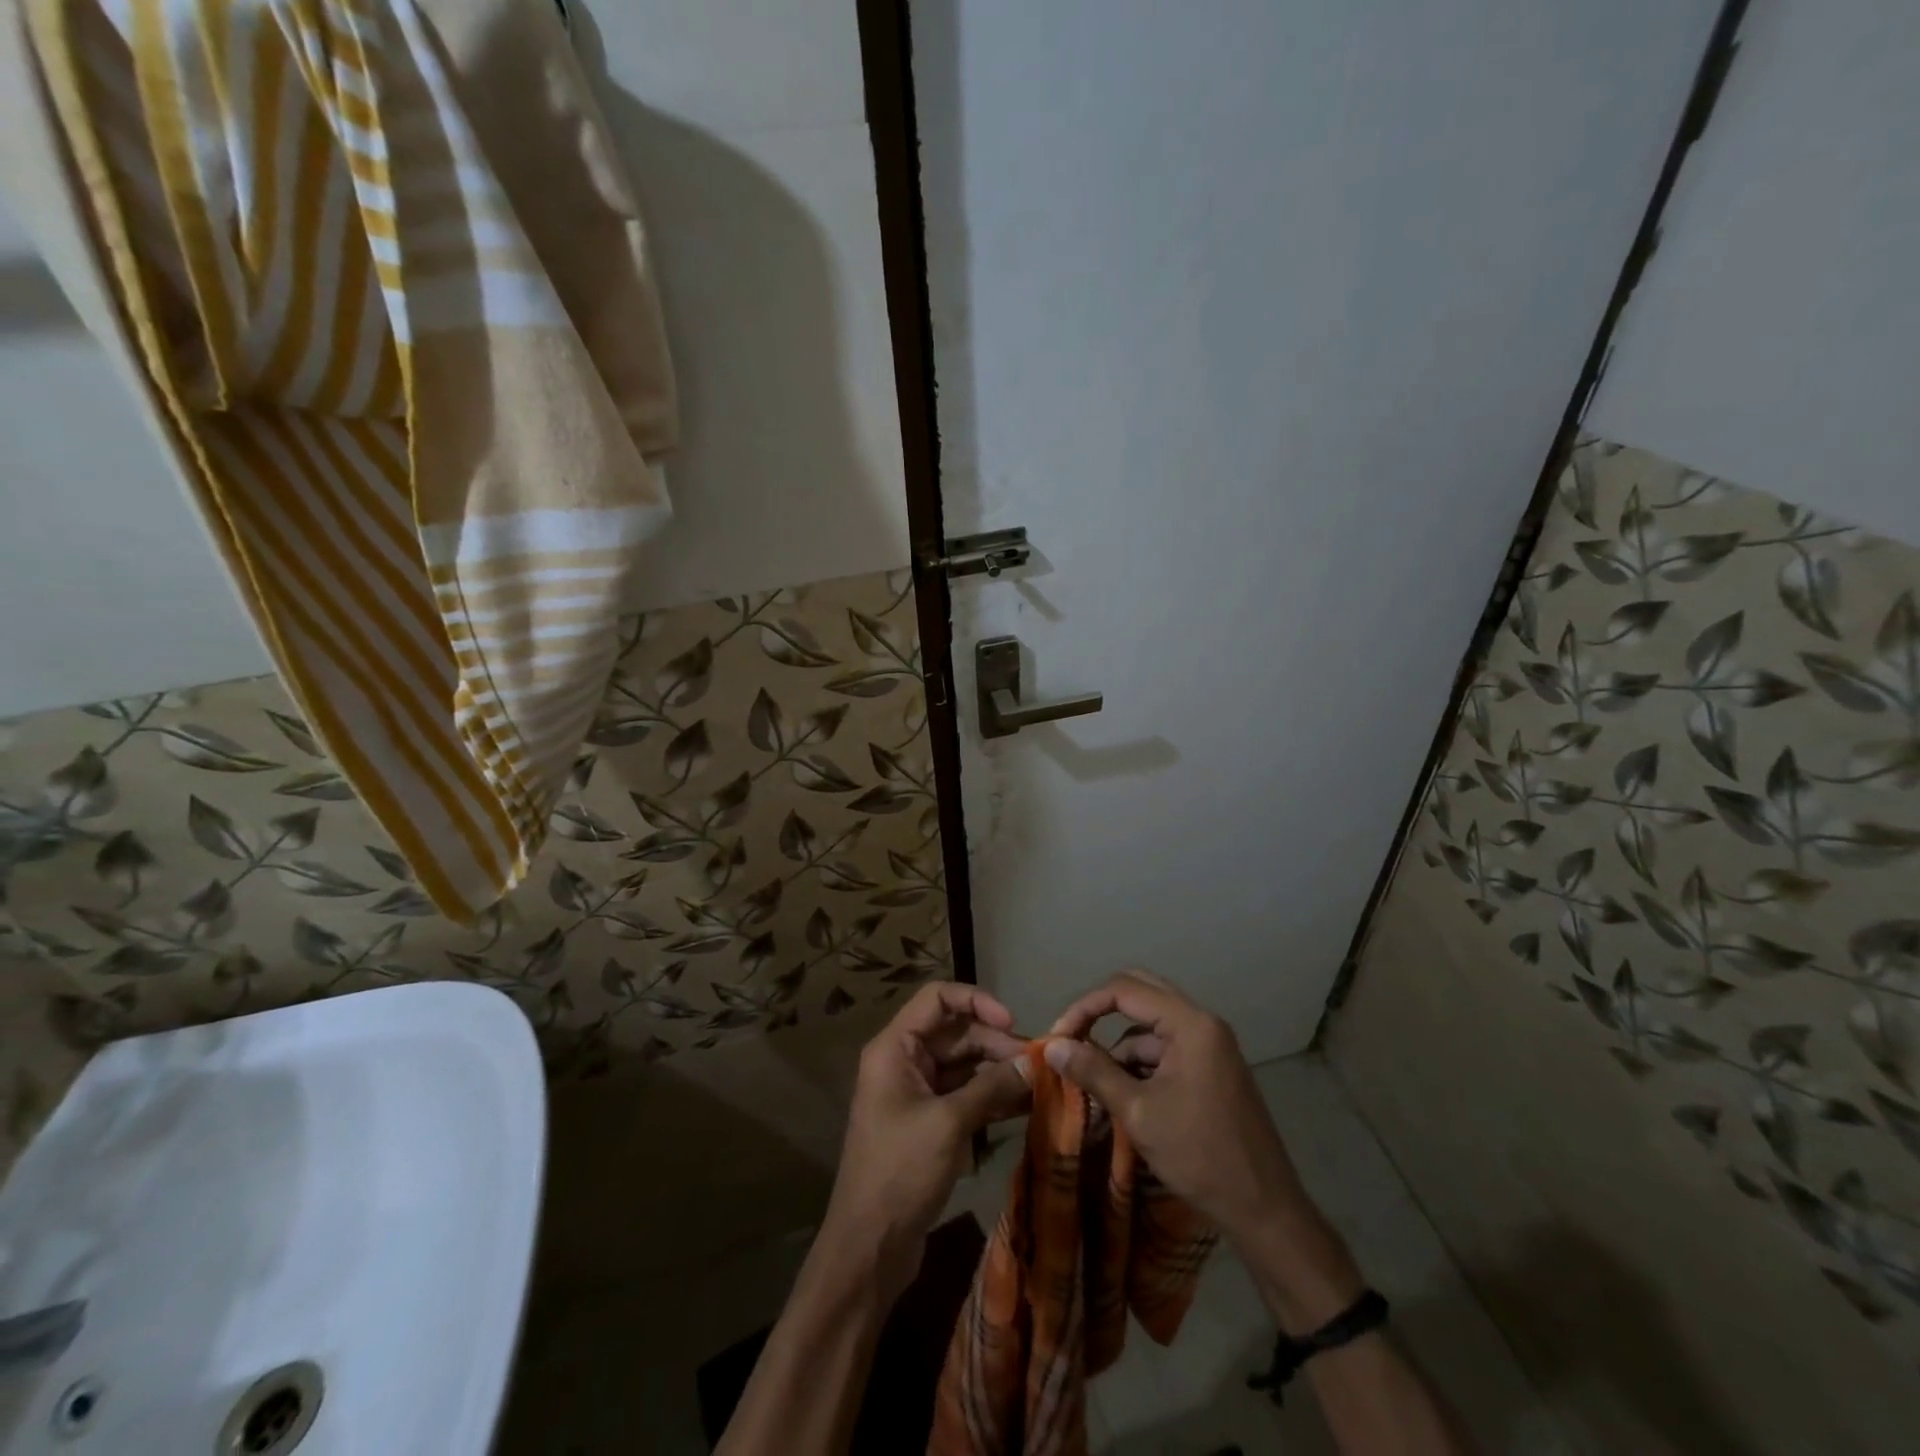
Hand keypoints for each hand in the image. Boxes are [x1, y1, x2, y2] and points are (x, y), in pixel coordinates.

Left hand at [824, 982, 1029, 1298]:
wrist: (869, 1248)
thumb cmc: (901, 1173)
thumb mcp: (949, 1124)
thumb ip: (992, 1087)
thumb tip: (1034, 1063)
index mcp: (895, 1048)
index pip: (937, 998)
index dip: (976, 1000)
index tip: (1012, 1022)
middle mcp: (904, 1061)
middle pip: (956, 1032)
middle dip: (996, 1043)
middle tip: (1038, 1064)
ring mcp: (917, 1093)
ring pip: (964, 1064)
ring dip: (999, 1071)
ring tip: (1041, 1084)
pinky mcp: (930, 1122)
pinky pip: (965, 1094)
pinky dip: (992, 1096)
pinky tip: (1026, 1105)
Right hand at [1046, 970, 1363, 1329]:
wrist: (1264, 1210)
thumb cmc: (1199, 1156)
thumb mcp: (1138, 1113)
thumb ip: (1093, 1071)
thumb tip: (1051, 1045)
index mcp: (1190, 1024)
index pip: (1124, 990)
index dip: (1085, 1008)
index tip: (1058, 1038)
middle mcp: (1203, 1023)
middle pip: (1140, 993)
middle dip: (1100, 1014)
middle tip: (1071, 1040)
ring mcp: (1210, 1045)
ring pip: (1151, 1025)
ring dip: (1120, 1047)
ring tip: (1094, 1084)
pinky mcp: (1211, 1068)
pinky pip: (1166, 1048)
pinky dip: (1140, 1065)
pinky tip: (1123, 1096)